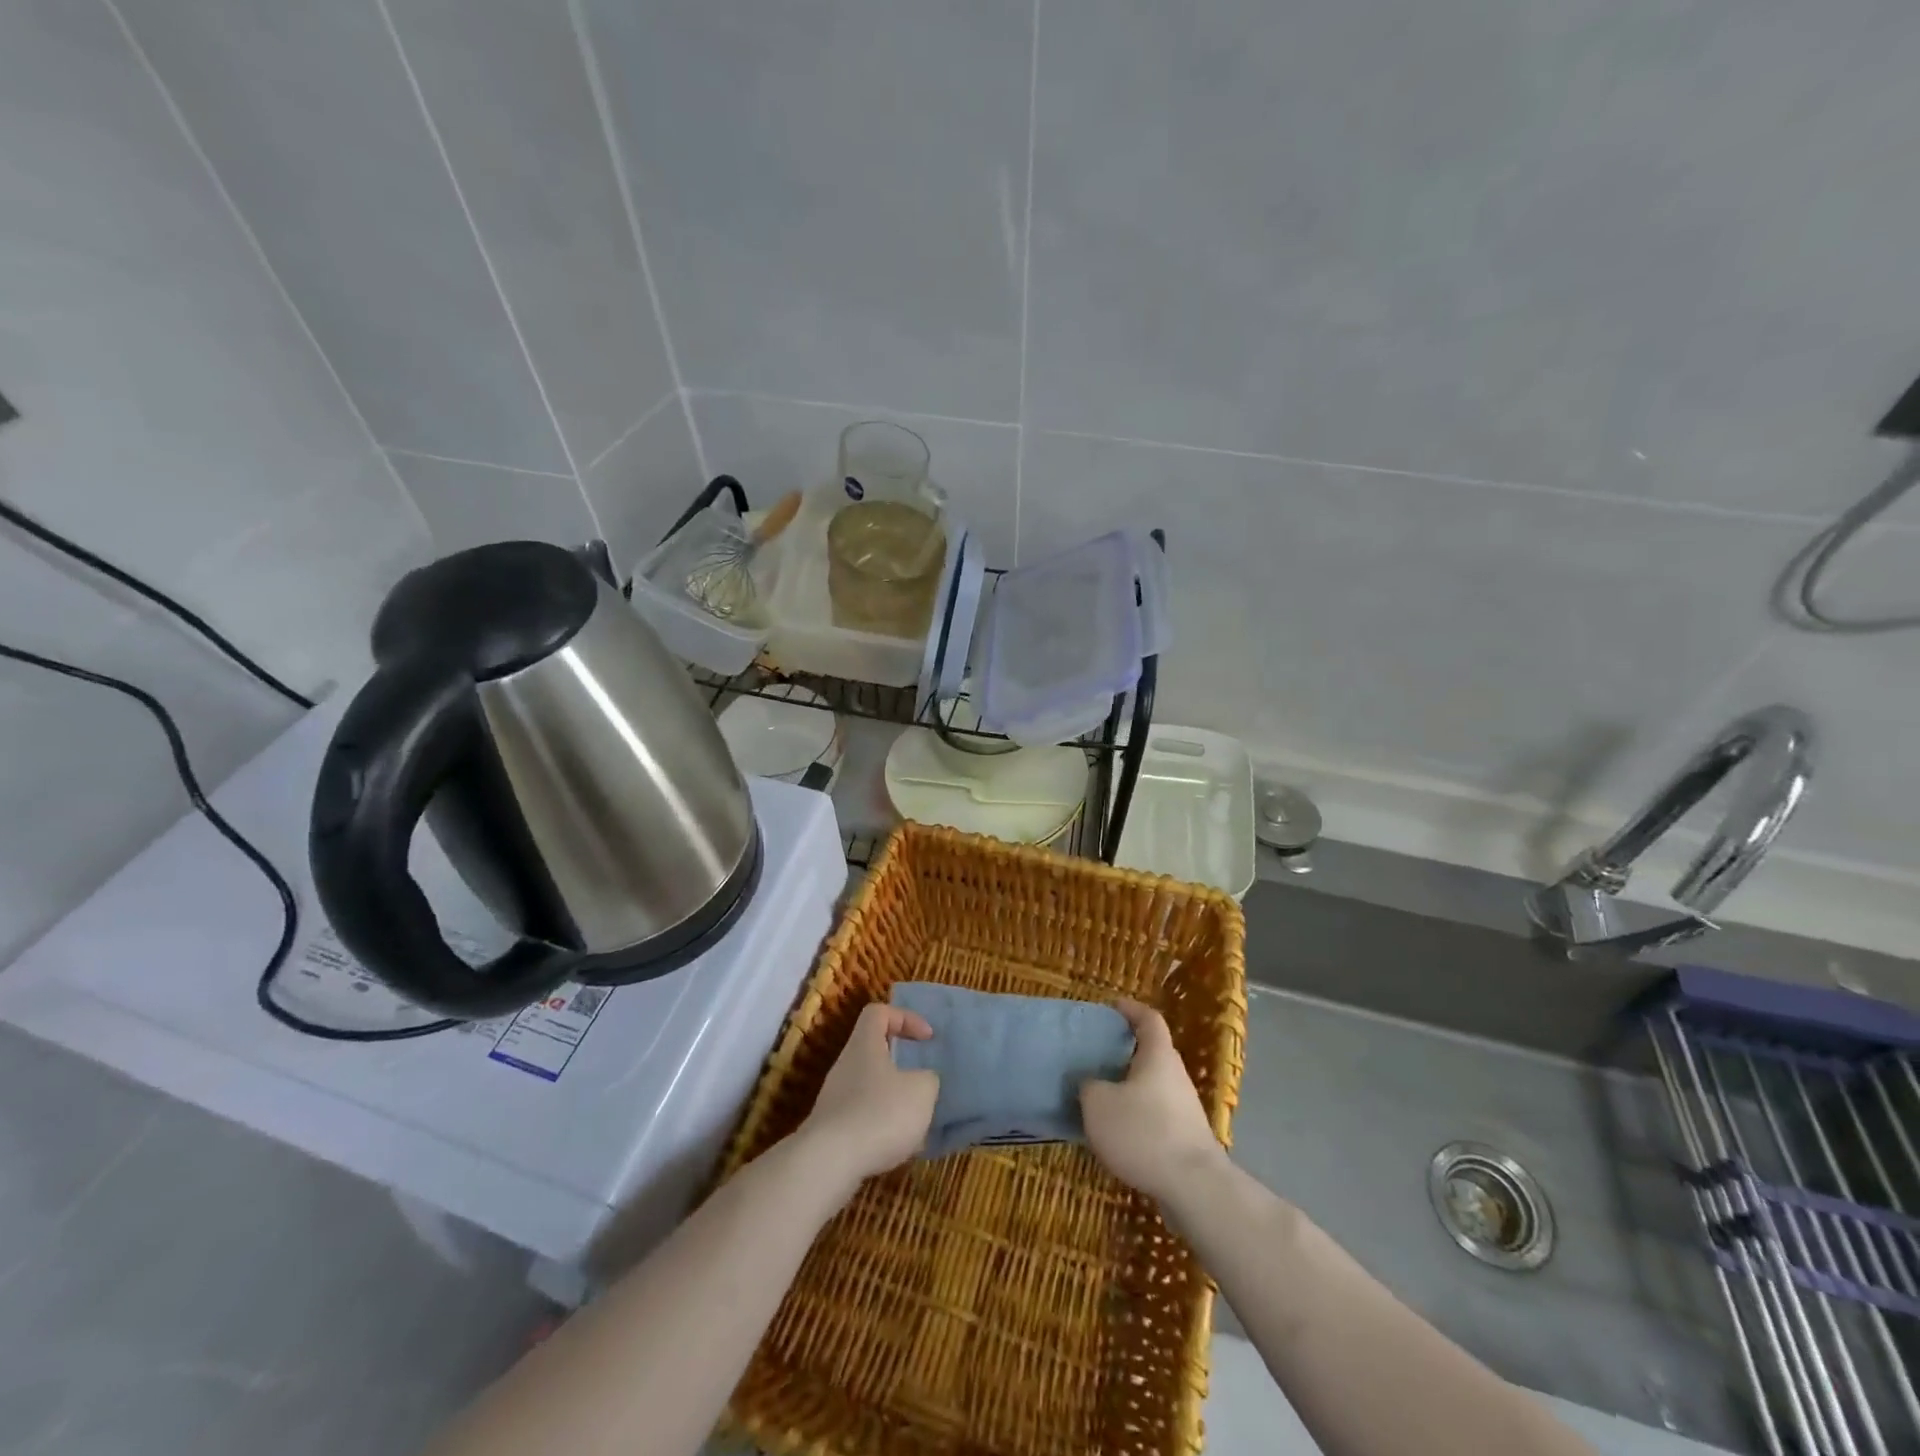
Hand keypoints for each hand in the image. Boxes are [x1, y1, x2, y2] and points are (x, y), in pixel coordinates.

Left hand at [797, 1003, 938, 1190]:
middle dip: (902, 1065)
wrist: (829, 1163)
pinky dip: (882, 1127)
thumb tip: (923, 1080)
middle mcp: (846, 1065)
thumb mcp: (921, 1091)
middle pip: (874, 1051)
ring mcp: (835, 1098)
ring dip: (895, 1100)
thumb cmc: (880, 1114)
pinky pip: (863, 1118)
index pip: (879, 1012)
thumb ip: (928, 1079)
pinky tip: (898, 1148)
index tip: (926, 1039)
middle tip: (923, 1081)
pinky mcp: (832, 1130)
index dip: (905, 1018)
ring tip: (916, 1121)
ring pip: (871, 1087)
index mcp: (864, 1045)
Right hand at [1081, 998, 1226, 1200]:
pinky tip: (1117, 1133)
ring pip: (1153, 1086)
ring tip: (1100, 1096)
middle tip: (1097, 1054)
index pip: (1149, 1019)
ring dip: (1129, 1087)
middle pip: (1151, 1052)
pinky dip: (1137, 1115)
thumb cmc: (1144, 1132)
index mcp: (1158, 1056)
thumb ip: (1089, 1086)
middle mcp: (1175, 1075)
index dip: (1130, 1009)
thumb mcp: (1099, 1104)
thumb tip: (1090, 1083)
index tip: (1112, 1007)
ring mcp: (1184, 1108)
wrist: (1194, 1188)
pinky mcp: (1185, 1138)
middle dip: (1125, 1051)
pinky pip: (1156, 1114)